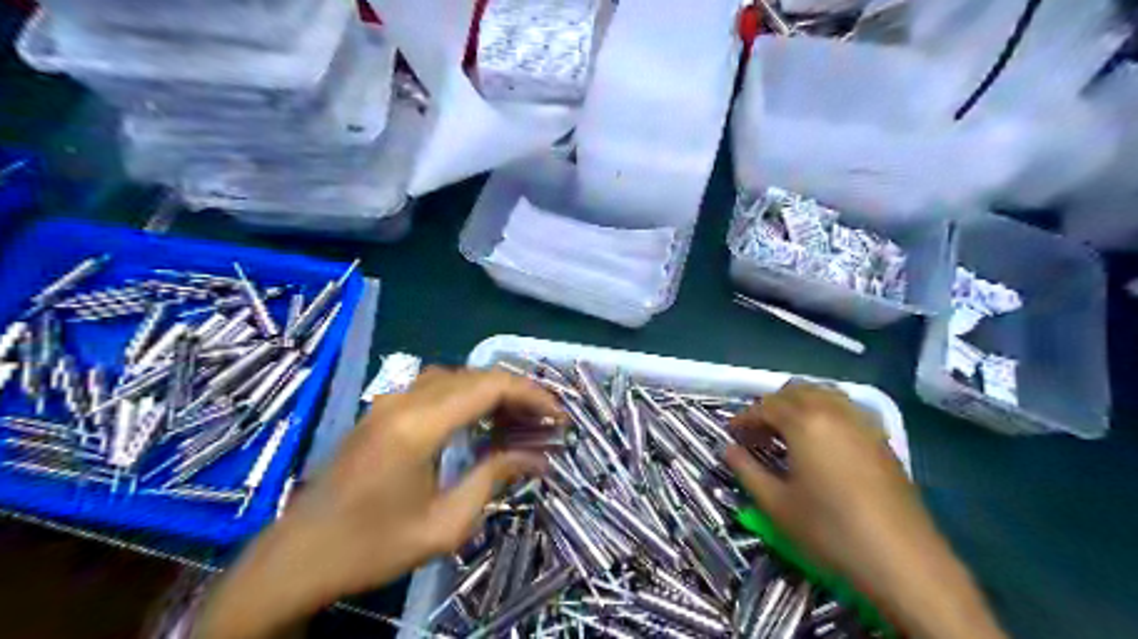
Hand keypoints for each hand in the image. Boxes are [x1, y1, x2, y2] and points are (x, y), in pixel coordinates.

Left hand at [199, 366, 567, 636]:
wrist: (297, 557)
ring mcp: (388, 401)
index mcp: (419, 425)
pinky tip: (479, 421)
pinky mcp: (381, 411)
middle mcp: (404, 400)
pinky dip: (466, 396)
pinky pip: (434, 388)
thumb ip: (493, 479)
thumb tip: (536, 459)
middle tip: (545, 420)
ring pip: (455, 377)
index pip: (490, 386)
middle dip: (517, 393)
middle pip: (475, 376)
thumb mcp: (444, 525)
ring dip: (491, 391)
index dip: (531, 395)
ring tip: (519, 419)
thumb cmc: (371, 547)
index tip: (558, 415)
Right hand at [724, 379, 917, 582]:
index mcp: (804, 421)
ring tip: (787, 431)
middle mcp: (833, 411)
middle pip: (794, 392)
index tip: (732, 433)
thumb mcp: (776, 504)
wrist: (902, 559)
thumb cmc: (829, 529)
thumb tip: (727, 449)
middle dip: (770, 407)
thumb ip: (746, 470)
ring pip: (823, 394)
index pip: (766, 406)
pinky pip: (845, 407)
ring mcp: (862, 422)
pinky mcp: (882, 437)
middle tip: (757, 433)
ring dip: (799, 404)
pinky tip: (821, 439)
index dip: (744, 418)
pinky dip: (824, 411)